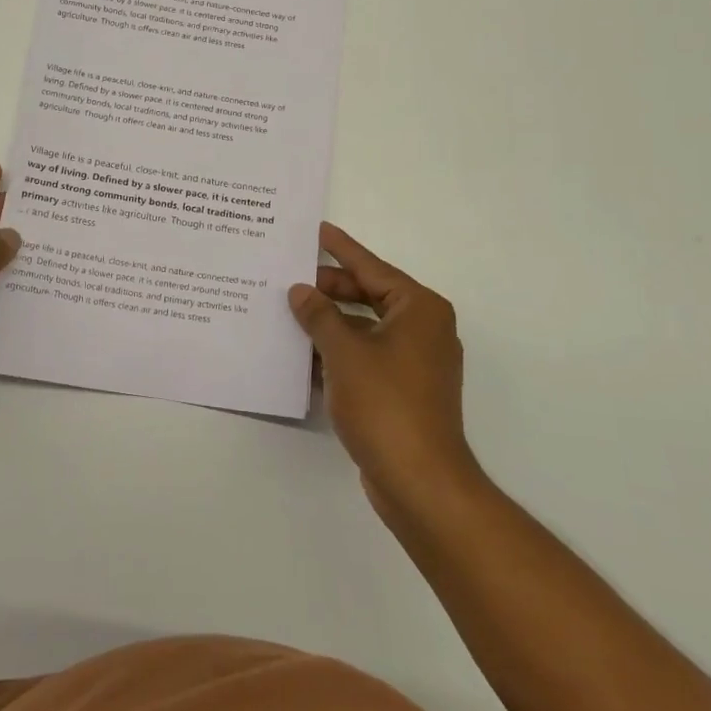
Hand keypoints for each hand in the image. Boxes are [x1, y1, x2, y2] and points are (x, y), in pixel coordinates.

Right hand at [288, 224, 480, 518]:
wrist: (419, 481)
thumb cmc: (385, 404)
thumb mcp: (344, 352)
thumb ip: (319, 315)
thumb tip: (300, 291)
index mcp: (418, 309)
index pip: (372, 267)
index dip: (341, 248)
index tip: (317, 230)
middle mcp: (422, 329)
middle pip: (368, 296)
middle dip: (329, 289)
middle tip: (289, 277)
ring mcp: (415, 363)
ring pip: (364, 329)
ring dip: (330, 323)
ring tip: (288, 312)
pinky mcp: (403, 391)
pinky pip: (366, 357)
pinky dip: (339, 353)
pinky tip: (303, 354)